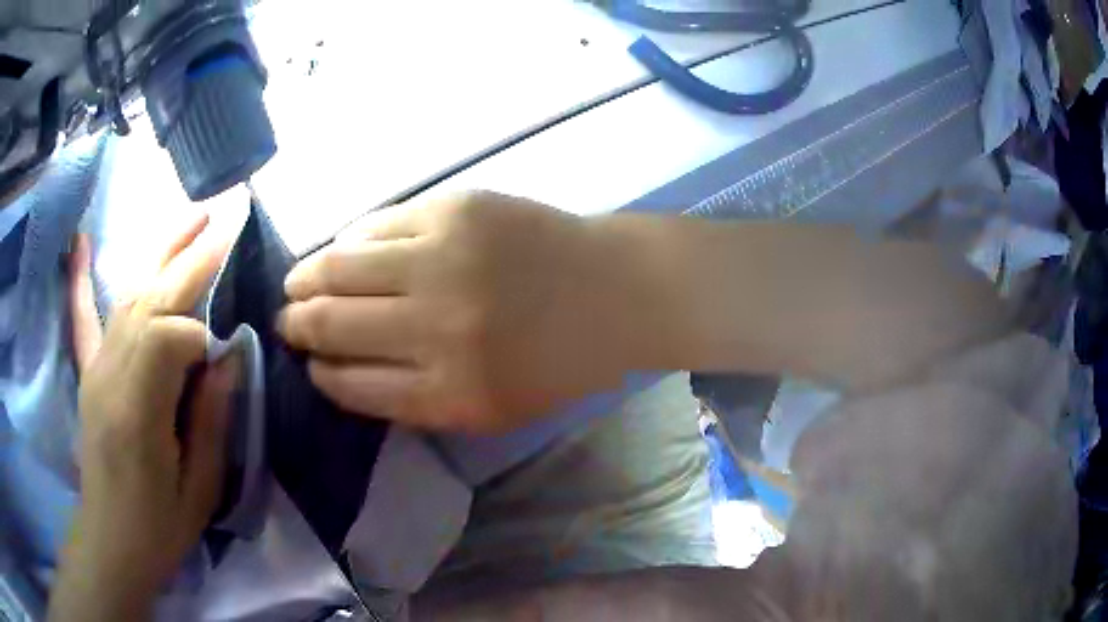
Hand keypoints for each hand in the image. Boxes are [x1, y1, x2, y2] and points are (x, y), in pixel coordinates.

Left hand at [49, 215, 237, 621]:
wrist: (111, 541)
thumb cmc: (160, 526)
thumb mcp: (199, 488)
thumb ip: (211, 418)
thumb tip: (229, 356)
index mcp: (138, 411)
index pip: (169, 339)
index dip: (202, 338)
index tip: (223, 362)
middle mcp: (110, 375)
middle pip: (151, 302)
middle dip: (190, 261)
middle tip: (226, 222)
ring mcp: (95, 369)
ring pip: (129, 298)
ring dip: (161, 255)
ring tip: (194, 218)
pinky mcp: (88, 372)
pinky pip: (83, 318)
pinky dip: (81, 278)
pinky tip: (81, 242)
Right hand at [280, 191, 653, 433]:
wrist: (616, 291)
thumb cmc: (558, 361)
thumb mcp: (490, 408)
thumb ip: (416, 399)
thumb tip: (343, 370)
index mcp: (449, 393)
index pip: (351, 386)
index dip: (322, 374)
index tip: (311, 365)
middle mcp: (435, 328)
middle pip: (332, 325)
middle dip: (298, 326)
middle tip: (287, 321)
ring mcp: (442, 260)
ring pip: (339, 268)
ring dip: (305, 278)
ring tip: (295, 282)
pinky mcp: (453, 209)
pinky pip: (376, 223)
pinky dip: (349, 240)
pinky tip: (342, 250)